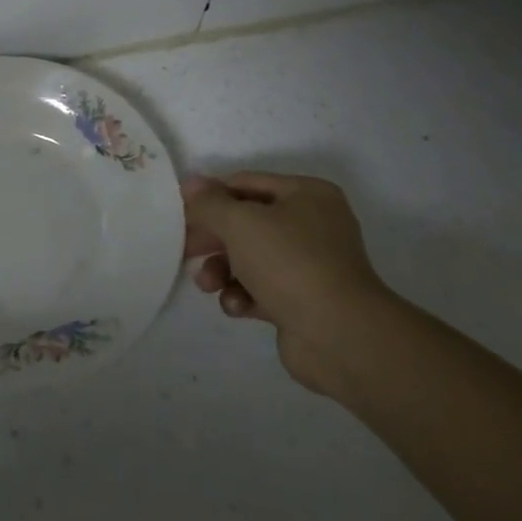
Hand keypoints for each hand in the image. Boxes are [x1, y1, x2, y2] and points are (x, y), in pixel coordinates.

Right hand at [183, 171, 395, 394]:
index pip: (246, 183)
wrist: (340, 336)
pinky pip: (264, 289)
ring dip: (223, 269)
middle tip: (184, 250)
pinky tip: (236, 307)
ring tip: (207, 285)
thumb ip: (210, 202)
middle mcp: (313, 225)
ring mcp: (312, 265)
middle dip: (214, 238)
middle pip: (247, 222)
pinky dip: (244, 296)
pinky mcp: (305, 301)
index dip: (211, 196)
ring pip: (251, 258)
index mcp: (307, 194)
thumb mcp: (240, 222)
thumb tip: (191, 184)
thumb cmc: (289, 262)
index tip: (180, 213)